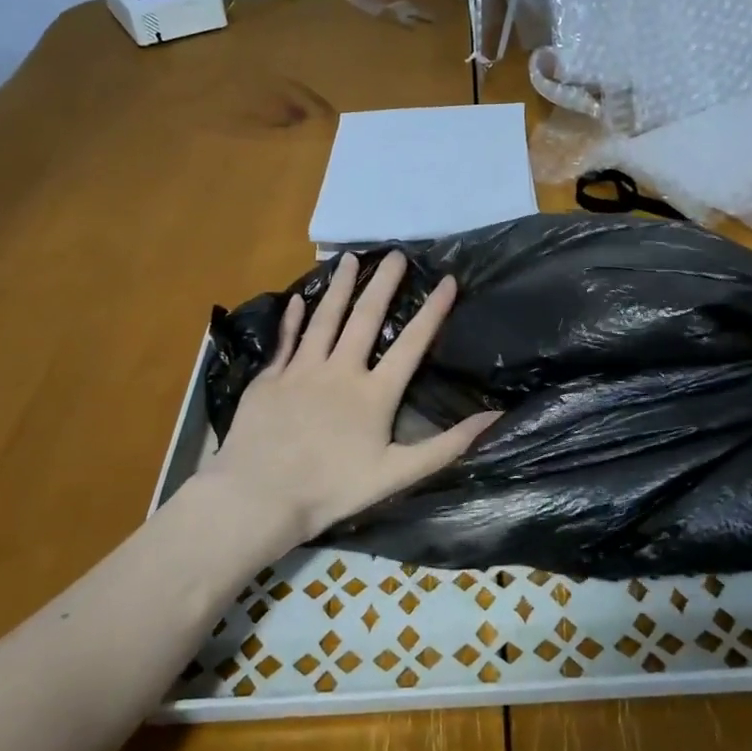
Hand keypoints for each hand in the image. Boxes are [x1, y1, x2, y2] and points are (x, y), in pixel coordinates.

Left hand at [205, 251, 500, 553]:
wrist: (259, 496)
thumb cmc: (332, 490)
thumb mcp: (397, 474)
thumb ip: (446, 445)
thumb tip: (493, 417)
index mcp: (374, 394)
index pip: (411, 344)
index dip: (432, 311)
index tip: (446, 280)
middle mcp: (340, 371)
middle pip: (365, 318)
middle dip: (383, 284)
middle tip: (395, 254)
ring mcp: (301, 371)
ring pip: (324, 319)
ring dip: (339, 287)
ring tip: (349, 259)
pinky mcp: (269, 379)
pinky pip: (285, 340)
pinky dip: (292, 318)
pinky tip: (298, 298)